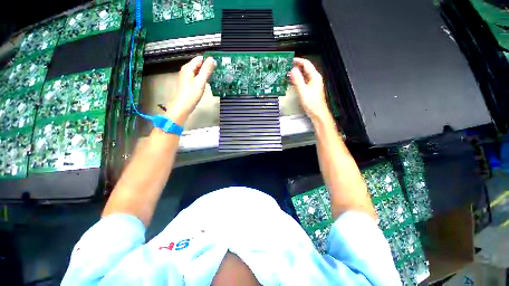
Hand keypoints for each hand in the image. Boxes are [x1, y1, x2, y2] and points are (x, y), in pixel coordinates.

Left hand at [166, 55, 215, 124]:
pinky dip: (202, 78)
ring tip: (214, 76)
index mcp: (188, 68)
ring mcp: (187, 76)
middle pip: (199, 64)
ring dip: (205, 73)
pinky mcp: (189, 83)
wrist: (184, 105)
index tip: (217, 64)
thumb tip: (212, 59)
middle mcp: (186, 70)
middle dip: (207, 67)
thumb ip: (206, 70)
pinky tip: (207, 82)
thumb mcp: (201, 81)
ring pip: (198, 71)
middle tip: (217, 71)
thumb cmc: (192, 94)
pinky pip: (197, 76)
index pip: (200, 58)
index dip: (208, 61)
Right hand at [289, 58, 329, 120]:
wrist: (317, 113)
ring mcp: (312, 84)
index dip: (298, 61)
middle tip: (287, 67)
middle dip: (296, 67)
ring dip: (295, 74)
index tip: (290, 60)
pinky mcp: (309, 89)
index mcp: (315, 77)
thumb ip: (297, 80)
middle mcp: (314, 79)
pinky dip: (296, 81)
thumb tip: (292, 70)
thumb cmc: (313, 104)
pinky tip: (291, 82)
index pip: (306, 64)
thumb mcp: (303, 91)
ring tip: (287, 74)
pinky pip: (302, 82)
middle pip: (304, 69)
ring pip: (303, 75)